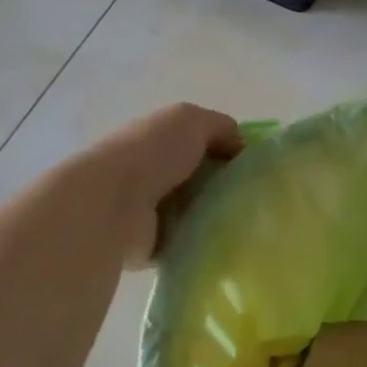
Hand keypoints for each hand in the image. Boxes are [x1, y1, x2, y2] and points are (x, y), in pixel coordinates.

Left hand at [84, 103, 243, 265]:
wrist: (110, 206)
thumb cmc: (151, 153)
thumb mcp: (192, 120)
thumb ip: (221, 128)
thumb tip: (241, 147)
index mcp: (159, 138)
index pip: (201, 143)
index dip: (229, 152)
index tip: (256, 168)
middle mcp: (152, 172)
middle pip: (200, 179)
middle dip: (225, 188)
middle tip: (257, 200)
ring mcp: (149, 211)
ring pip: (195, 213)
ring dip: (214, 218)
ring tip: (246, 226)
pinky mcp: (149, 246)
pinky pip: (185, 244)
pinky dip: (200, 246)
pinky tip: (224, 246)